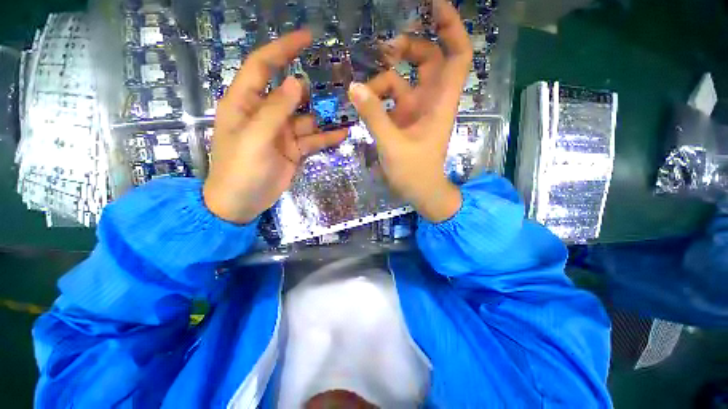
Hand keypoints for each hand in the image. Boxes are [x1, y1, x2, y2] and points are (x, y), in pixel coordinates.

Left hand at [203, 31, 347, 223]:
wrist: (242, 203)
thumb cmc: (240, 169)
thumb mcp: (254, 138)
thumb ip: (275, 110)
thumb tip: (296, 82)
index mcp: (246, 102)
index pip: (263, 65)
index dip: (282, 49)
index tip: (307, 38)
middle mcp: (265, 113)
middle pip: (291, 92)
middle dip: (313, 87)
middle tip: (339, 82)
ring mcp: (283, 133)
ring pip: (307, 118)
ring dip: (325, 115)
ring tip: (348, 110)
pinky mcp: (294, 150)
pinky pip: (313, 139)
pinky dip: (327, 137)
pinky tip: (343, 134)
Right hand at [347, 0, 472, 222]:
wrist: (420, 191)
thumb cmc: (414, 172)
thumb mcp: (392, 145)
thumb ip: (374, 116)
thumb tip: (354, 87)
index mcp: (439, 103)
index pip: (456, 56)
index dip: (450, 28)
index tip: (434, 5)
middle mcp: (430, 101)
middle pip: (427, 60)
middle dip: (409, 48)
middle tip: (385, 49)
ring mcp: (415, 110)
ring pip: (403, 80)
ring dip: (383, 79)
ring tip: (363, 91)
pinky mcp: (403, 120)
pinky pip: (390, 99)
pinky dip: (377, 98)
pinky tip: (363, 104)